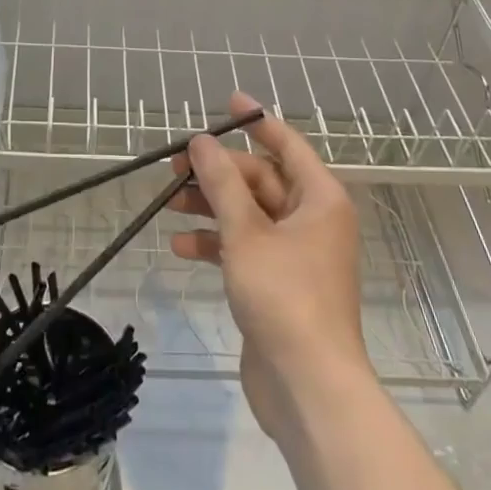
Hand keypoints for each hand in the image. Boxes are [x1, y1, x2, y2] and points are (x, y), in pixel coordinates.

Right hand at [170, 91, 372, 442]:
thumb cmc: (284, 296)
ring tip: (170, 202)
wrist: (308, 388)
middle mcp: (312, 219)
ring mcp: (296, 254)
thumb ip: (222, 183)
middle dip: (218, 172)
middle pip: (261, 179)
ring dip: (211, 206)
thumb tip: (202, 141)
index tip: (228, 101)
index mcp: (319, 199)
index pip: (287, 144)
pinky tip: (182, 246)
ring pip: (249, 213)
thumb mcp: (246, 232)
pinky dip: (216, 242)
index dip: (257, 121)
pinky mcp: (278, 283)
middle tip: (176, 165)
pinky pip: (245, 246)